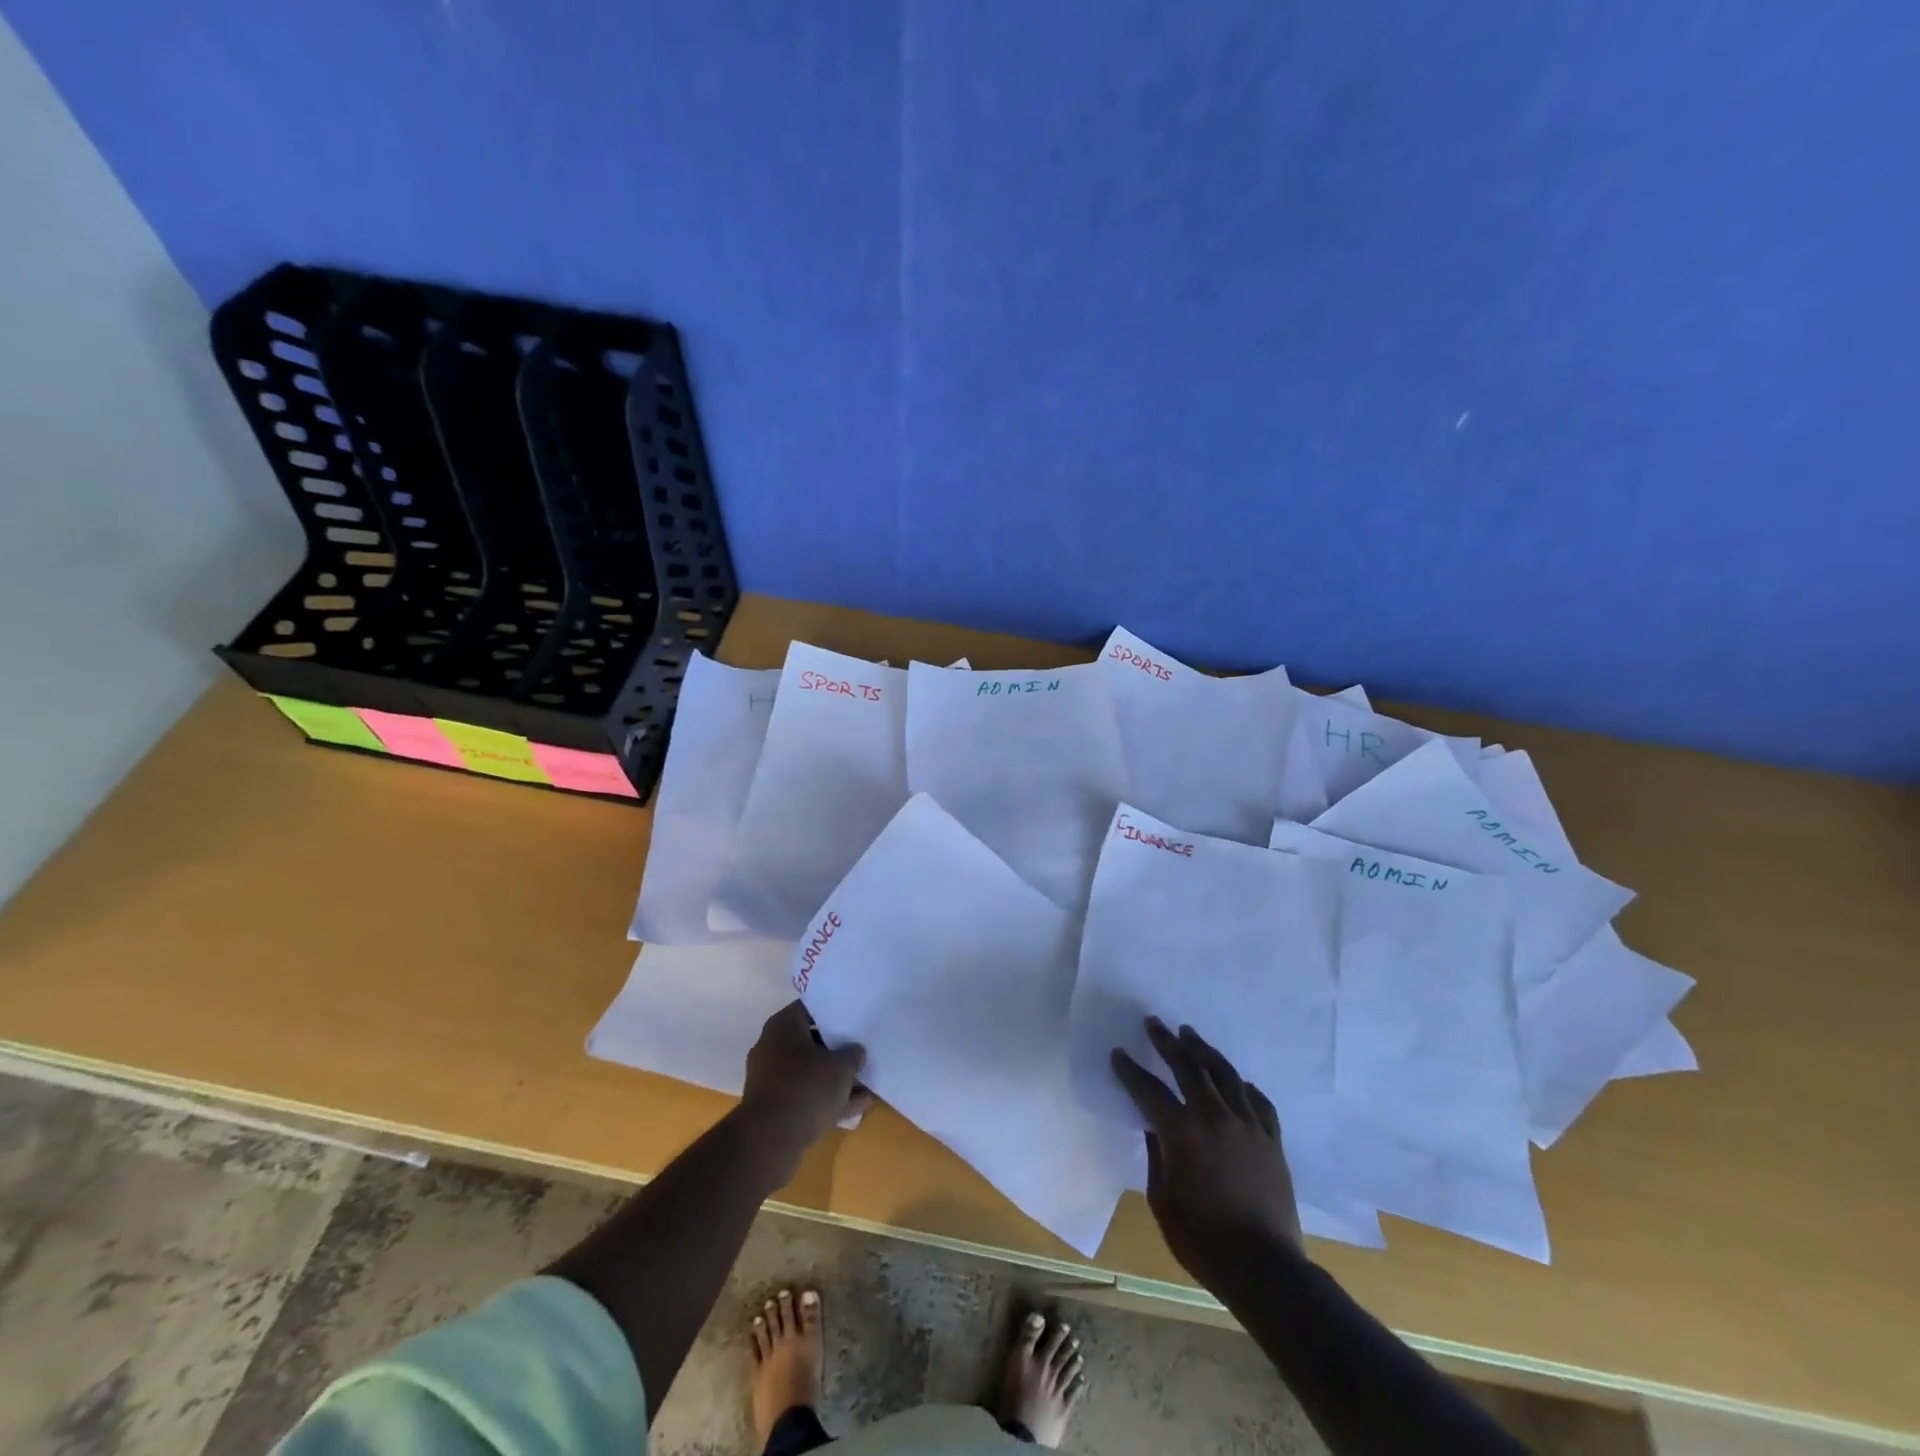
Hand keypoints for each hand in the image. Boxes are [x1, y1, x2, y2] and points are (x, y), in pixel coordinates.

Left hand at [739, 1001, 869, 1168]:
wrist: (770, 1141)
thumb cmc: (806, 1088)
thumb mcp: (841, 1066)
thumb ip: (853, 1054)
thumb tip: (855, 1052)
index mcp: (783, 1026)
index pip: (811, 1007)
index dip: (835, 1011)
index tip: (856, 1016)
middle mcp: (772, 1047)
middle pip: (812, 1041)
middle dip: (838, 1049)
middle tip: (863, 1050)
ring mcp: (771, 1079)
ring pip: (810, 1072)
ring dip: (836, 1079)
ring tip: (867, 1084)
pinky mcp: (774, 1108)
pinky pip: (806, 1096)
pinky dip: (828, 1099)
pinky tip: (857, 1107)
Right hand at [1112, 1018, 1302, 1288]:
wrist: (1266, 1271)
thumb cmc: (1203, 1241)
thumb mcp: (1162, 1200)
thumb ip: (1156, 1156)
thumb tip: (1155, 1128)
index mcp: (1182, 1132)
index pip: (1149, 1089)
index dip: (1130, 1070)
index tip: (1118, 1053)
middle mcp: (1215, 1117)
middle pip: (1188, 1067)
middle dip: (1167, 1042)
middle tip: (1154, 1023)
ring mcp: (1248, 1125)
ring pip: (1225, 1074)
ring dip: (1204, 1050)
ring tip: (1190, 1034)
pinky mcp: (1272, 1139)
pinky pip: (1258, 1101)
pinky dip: (1243, 1086)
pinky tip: (1236, 1080)